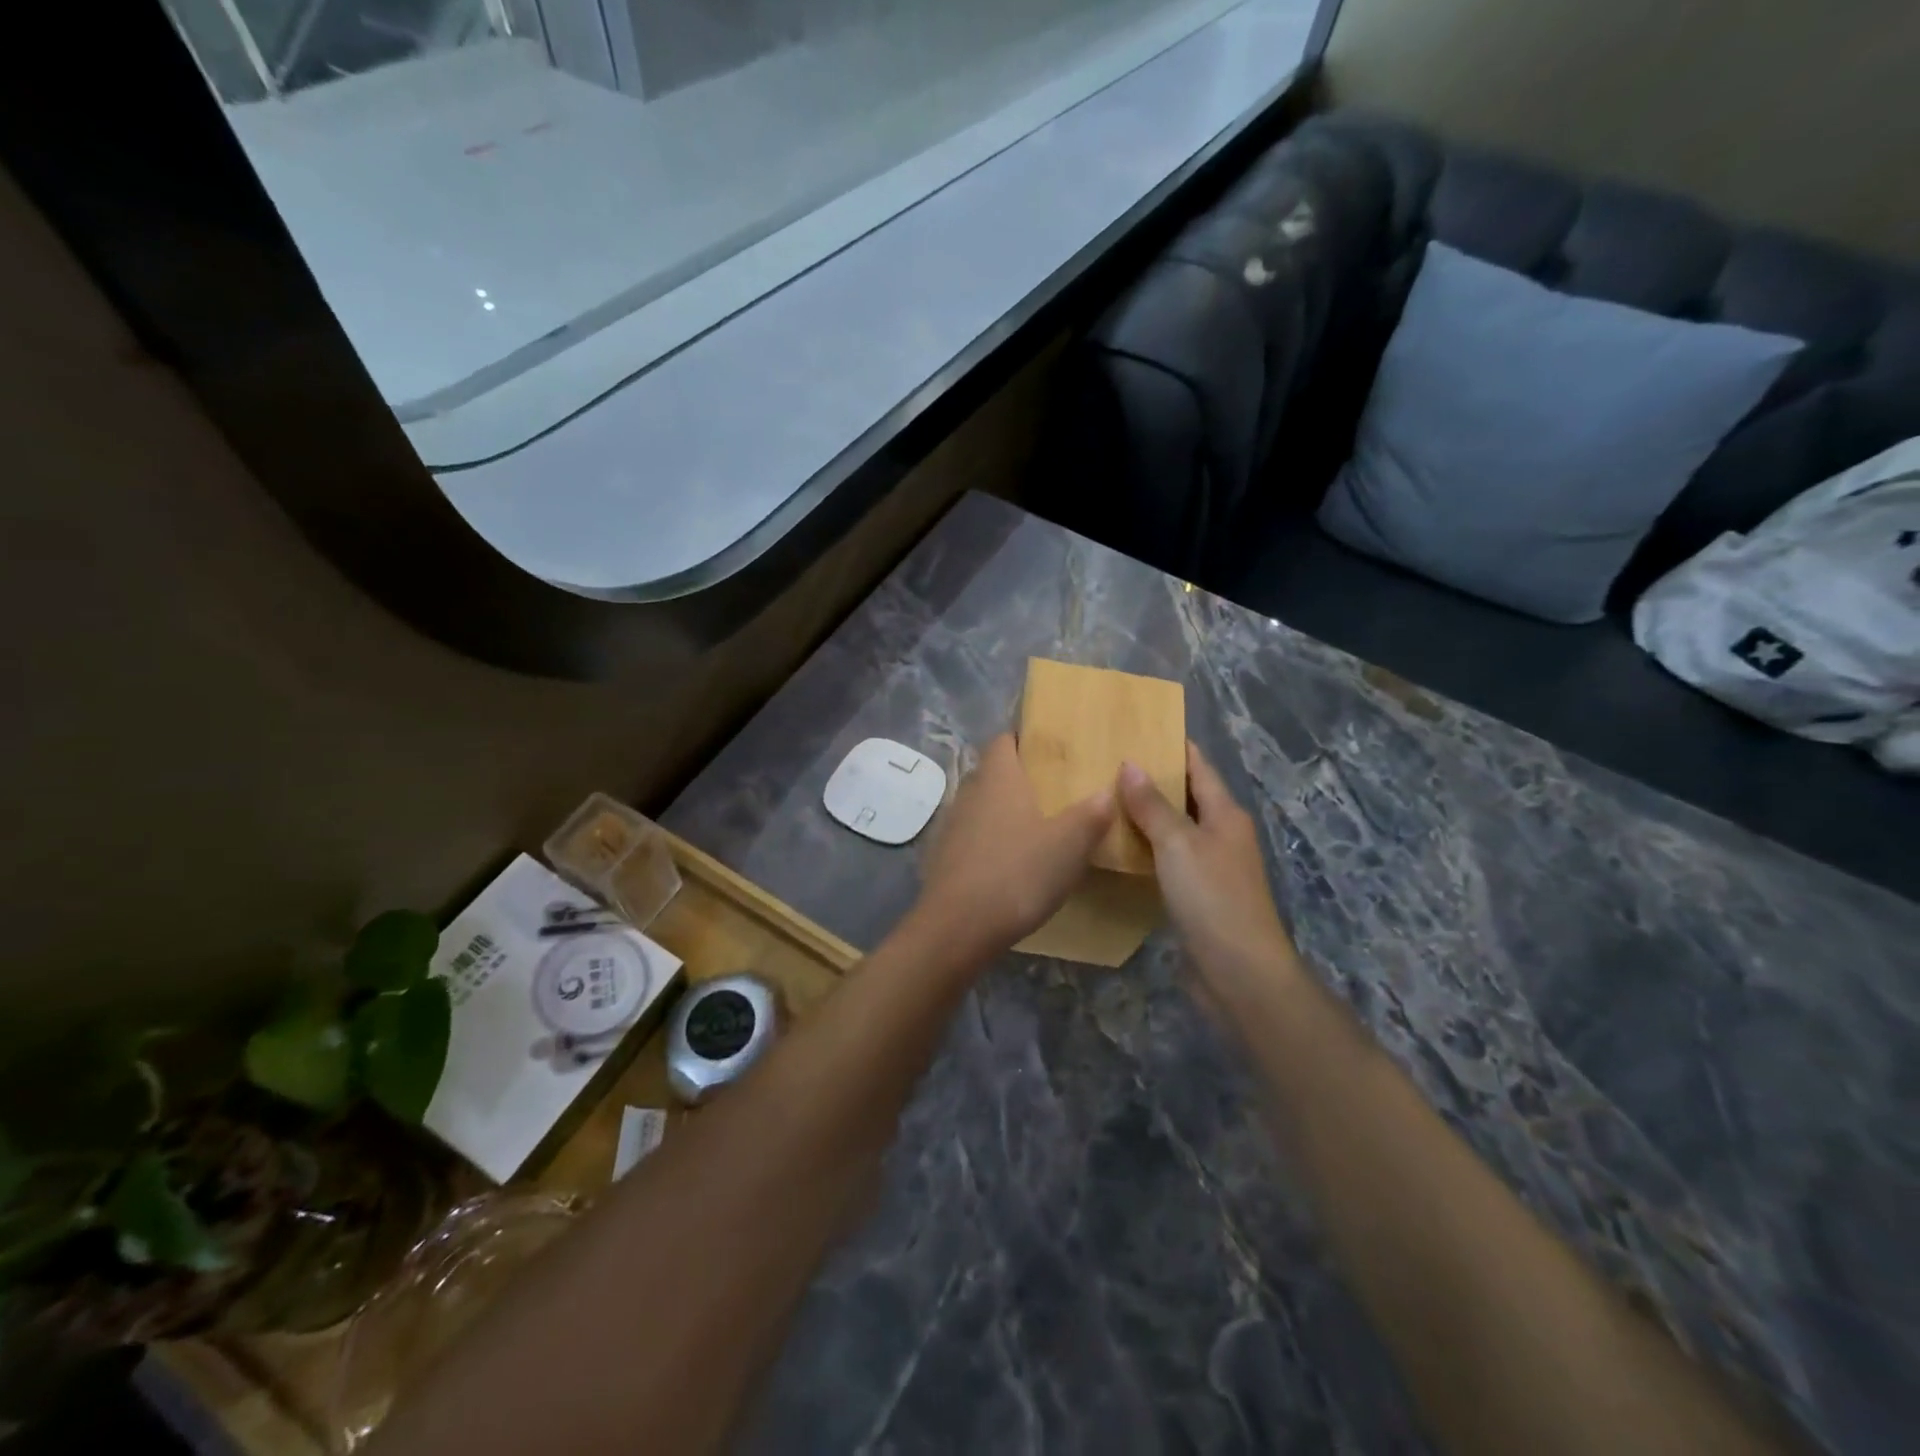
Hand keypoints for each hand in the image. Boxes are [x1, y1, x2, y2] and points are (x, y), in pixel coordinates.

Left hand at [913, 734, 1114, 958]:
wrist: (958, 927)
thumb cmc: (1017, 873)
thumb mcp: (1069, 845)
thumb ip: (1091, 814)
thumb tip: (1107, 791)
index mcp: (998, 777)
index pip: (1004, 739)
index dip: (1025, 739)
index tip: (1051, 749)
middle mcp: (970, 792)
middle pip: (994, 772)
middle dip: (1021, 778)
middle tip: (1056, 791)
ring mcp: (953, 825)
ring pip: (983, 806)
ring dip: (1006, 812)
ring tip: (1040, 828)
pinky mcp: (945, 857)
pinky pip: (973, 837)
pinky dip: (993, 842)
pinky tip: (1013, 864)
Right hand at [1118, 742, 1300, 988]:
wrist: (1239, 973)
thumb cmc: (1213, 898)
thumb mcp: (1178, 844)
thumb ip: (1153, 805)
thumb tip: (1129, 763)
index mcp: (1225, 815)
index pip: (1199, 767)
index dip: (1173, 746)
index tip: (1138, 728)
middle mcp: (1221, 835)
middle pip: (1186, 797)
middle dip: (1152, 780)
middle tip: (1106, 763)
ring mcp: (1210, 868)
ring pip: (1174, 830)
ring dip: (1145, 816)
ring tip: (1103, 799)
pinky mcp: (1197, 897)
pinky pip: (1167, 860)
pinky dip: (1145, 849)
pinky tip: (1116, 847)